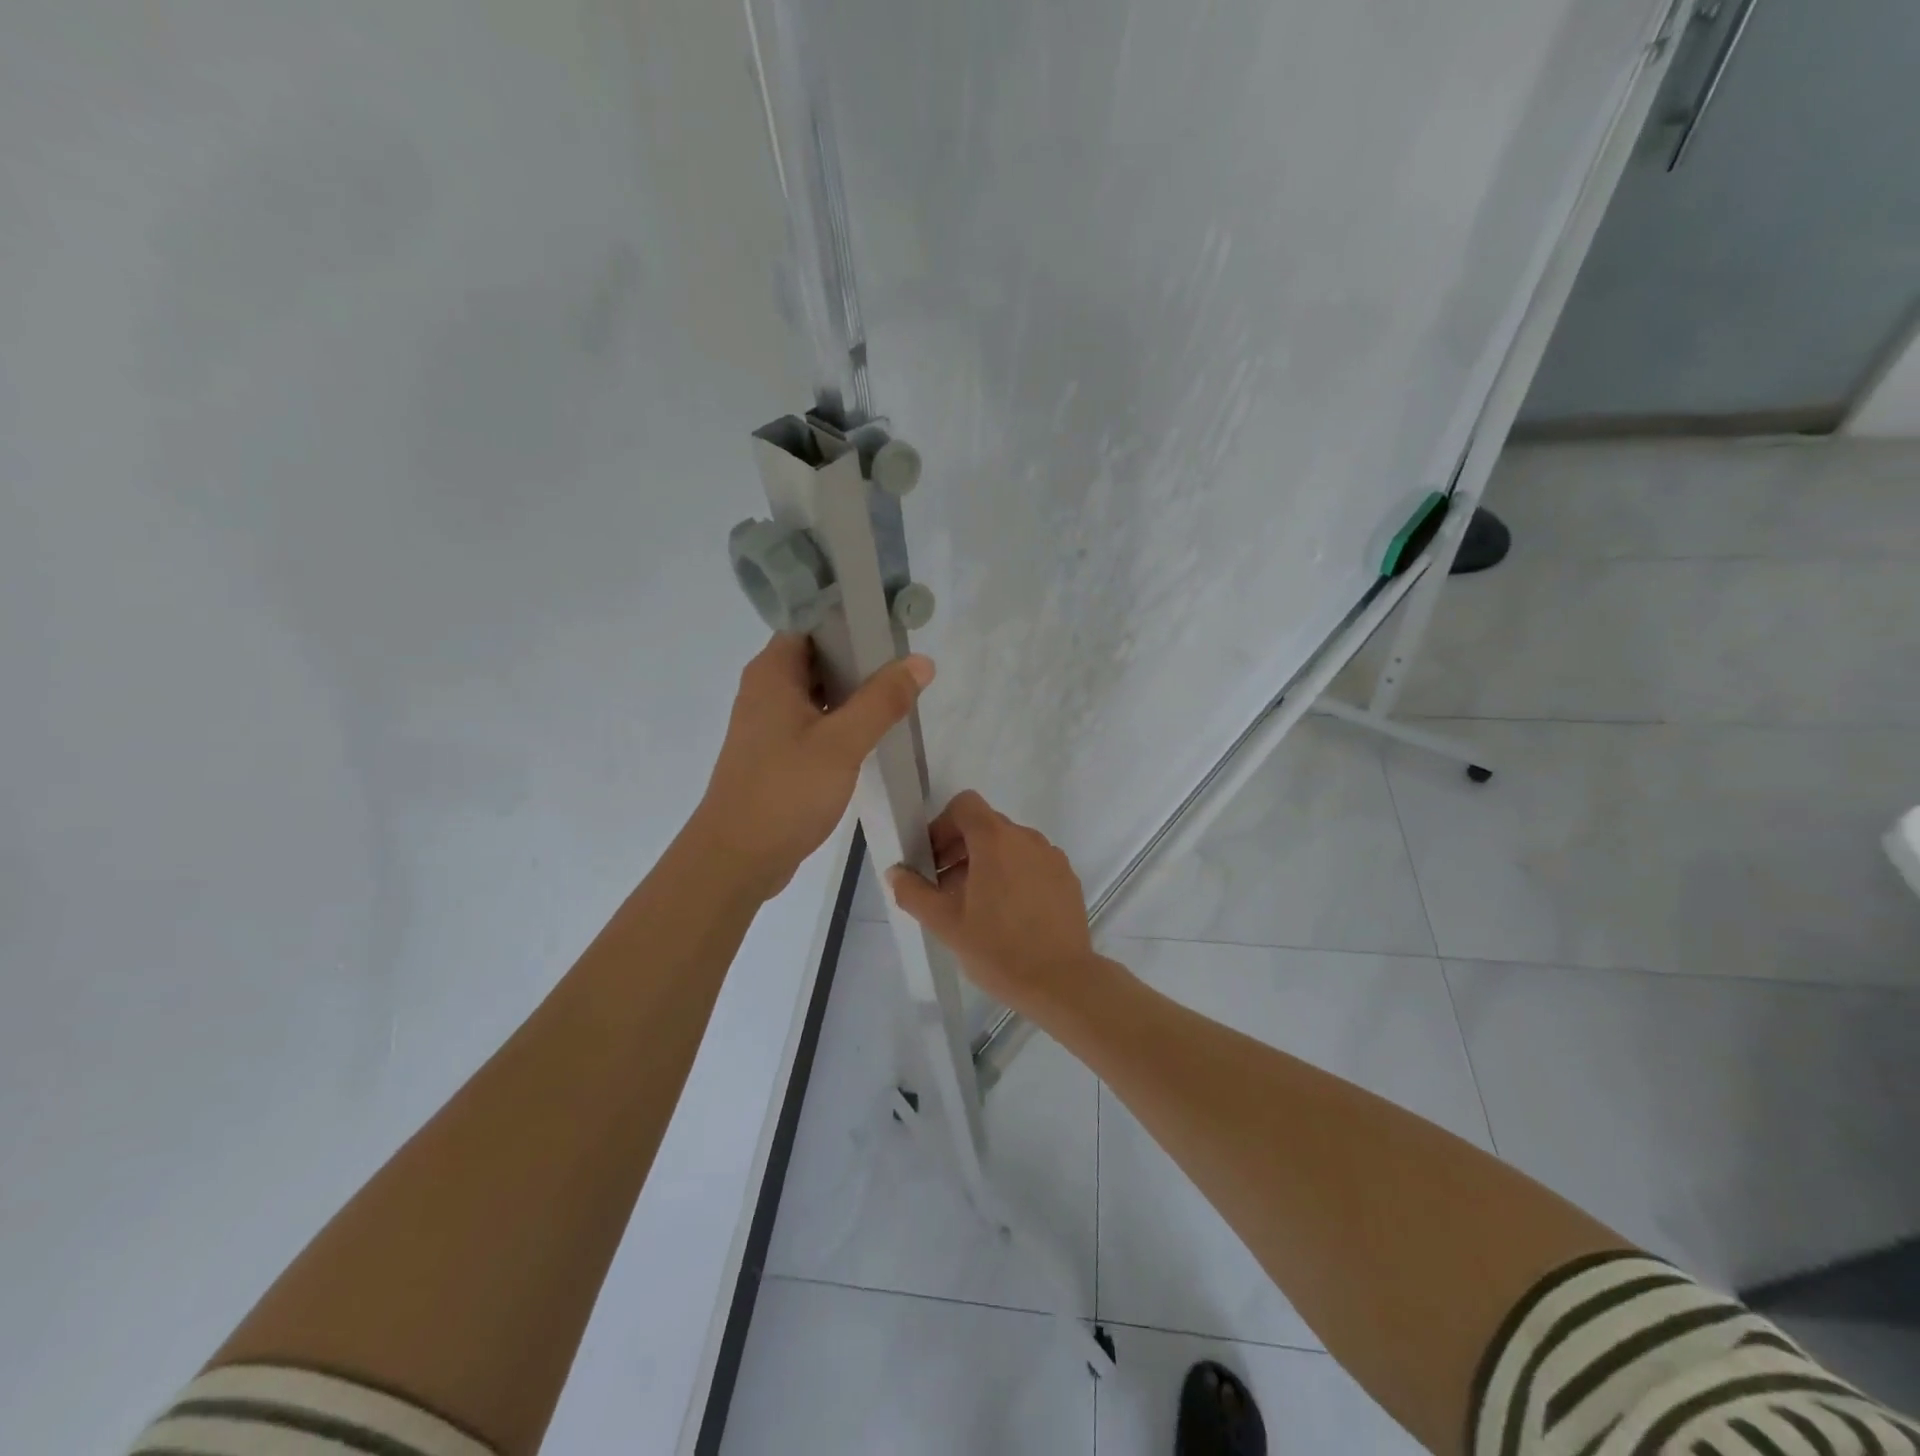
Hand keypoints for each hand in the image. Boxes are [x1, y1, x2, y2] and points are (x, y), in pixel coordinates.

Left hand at [692, 634, 933, 897]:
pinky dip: (842, 721)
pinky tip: (873, 733)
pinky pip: (815, 723)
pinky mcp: (776, 754)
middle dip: (860, 659)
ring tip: (899, 696)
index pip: (811, 623)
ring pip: (818, 693)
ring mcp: (769, 724)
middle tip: (905, 666)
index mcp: (772, 673)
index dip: (850, 621)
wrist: (738, 858)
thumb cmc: (785, 792)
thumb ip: (882, 700)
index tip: (891, 628)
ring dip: (854, 693)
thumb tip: (920, 661)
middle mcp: (766, 690)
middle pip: (818, 657)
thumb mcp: (842, 743)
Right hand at [886, 790, 1099, 1014]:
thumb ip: (914, 892)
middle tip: (945, 888)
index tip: (932, 860)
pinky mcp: (1067, 879)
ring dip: (986, 863)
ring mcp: (1052, 858)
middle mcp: (1027, 839)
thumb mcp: (945, 924)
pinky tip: (1008, 915)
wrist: (1062, 982)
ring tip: (975, 905)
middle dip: (960, 849)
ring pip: (1010, 846)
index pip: (965, 805)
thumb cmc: (998, 949)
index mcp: (996, 840)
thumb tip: (896, 872)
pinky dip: (1014, 875)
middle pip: (986, 825)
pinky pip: (1032, 864)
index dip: (942, 826)